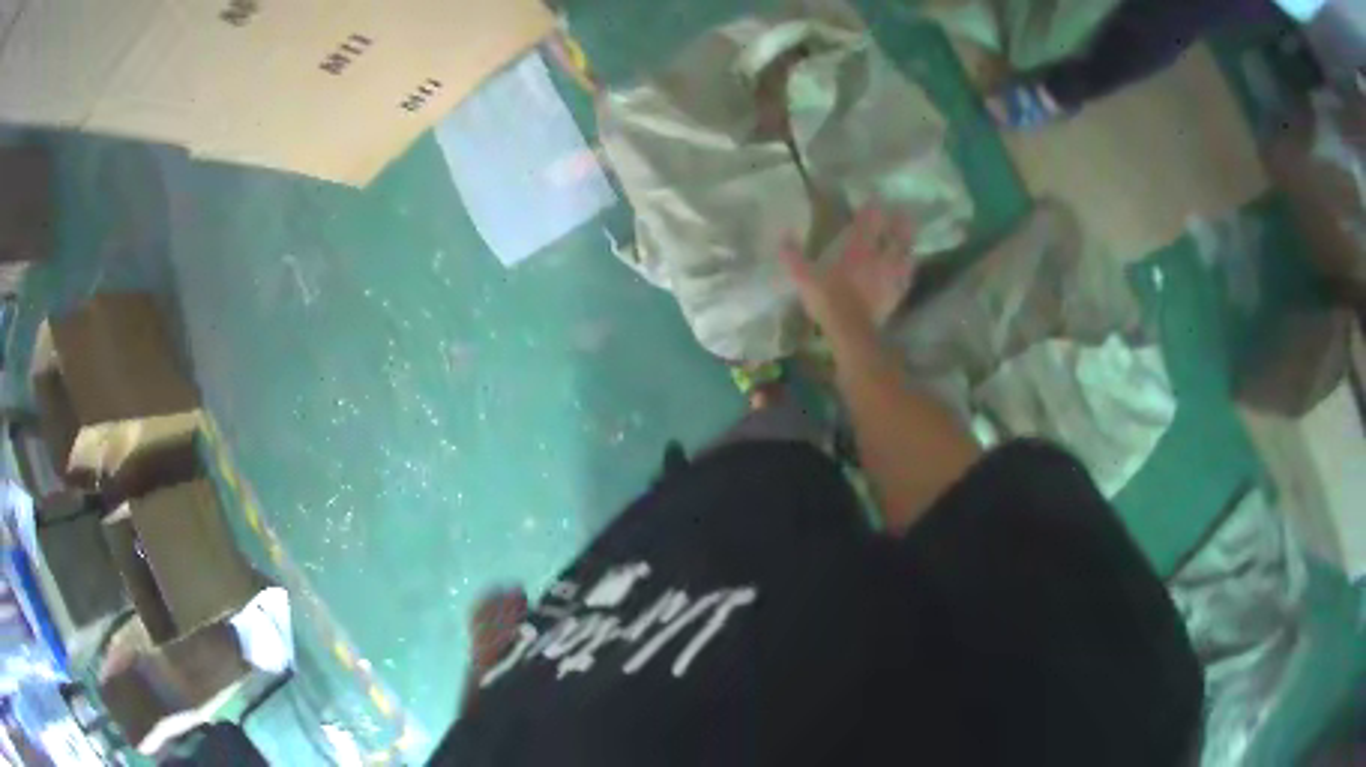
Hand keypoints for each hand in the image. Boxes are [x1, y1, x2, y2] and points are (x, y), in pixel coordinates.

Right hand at [780, 206, 916, 341]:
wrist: (850, 327)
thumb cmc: (826, 297)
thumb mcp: (802, 276)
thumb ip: (793, 255)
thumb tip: (783, 234)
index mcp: (856, 247)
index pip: (868, 220)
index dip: (873, 207)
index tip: (876, 199)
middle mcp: (877, 256)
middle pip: (894, 233)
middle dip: (899, 221)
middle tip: (903, 212)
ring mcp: (890, 274)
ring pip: (905, 252)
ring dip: (909, 242)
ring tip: (911, 236)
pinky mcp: (897, 293)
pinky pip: (906, 277)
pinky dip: (908, 269)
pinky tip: (909, 267)